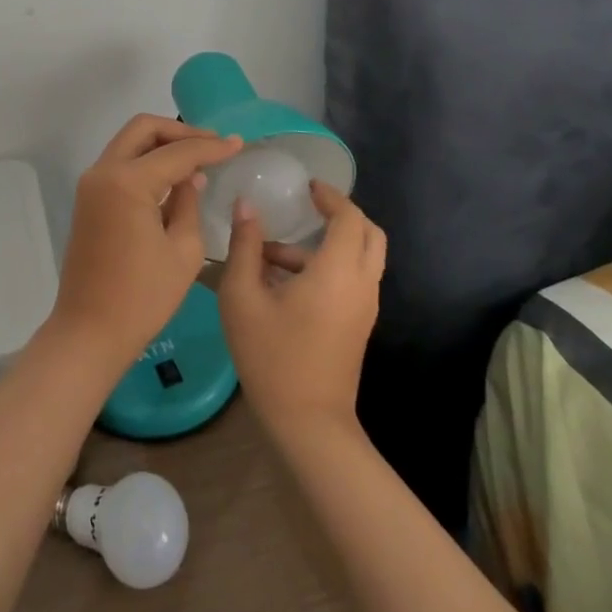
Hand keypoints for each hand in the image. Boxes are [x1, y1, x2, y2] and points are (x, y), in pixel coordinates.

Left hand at [47, 115, 242, 371]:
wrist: (89, 331)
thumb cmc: (143, 298)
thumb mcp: (183, 251)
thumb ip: (189, 203)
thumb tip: (191, 176)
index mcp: (128, 182)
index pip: (177, 152)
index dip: (210, 147)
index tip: (238, 144)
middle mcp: (103, 172)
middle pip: (143, 129)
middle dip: (180, 131)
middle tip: (213, 144)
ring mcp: (91, 184)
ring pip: (129, 143)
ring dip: (162, 143)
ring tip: (198, 157)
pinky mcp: (89, 199)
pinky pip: (120, 164)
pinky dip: (146, 161)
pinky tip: (173, 176)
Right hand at [219, 180, 385, 440]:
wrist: (308, 424)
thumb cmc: (272, 356)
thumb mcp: (242, 297)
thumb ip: (245, 246)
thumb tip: (246, 206)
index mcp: (337, 272)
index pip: (349, 217)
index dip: (330, 195)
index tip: (306, 186)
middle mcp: (361, 284)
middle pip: (369, 233)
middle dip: (342, 213)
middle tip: (308, 206)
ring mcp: (365, 307)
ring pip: (362, 257)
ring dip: (328, 243)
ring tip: (272, 253)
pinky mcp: (359, 325)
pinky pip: (354, 279)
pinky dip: (329, 265)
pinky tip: (282, 282)